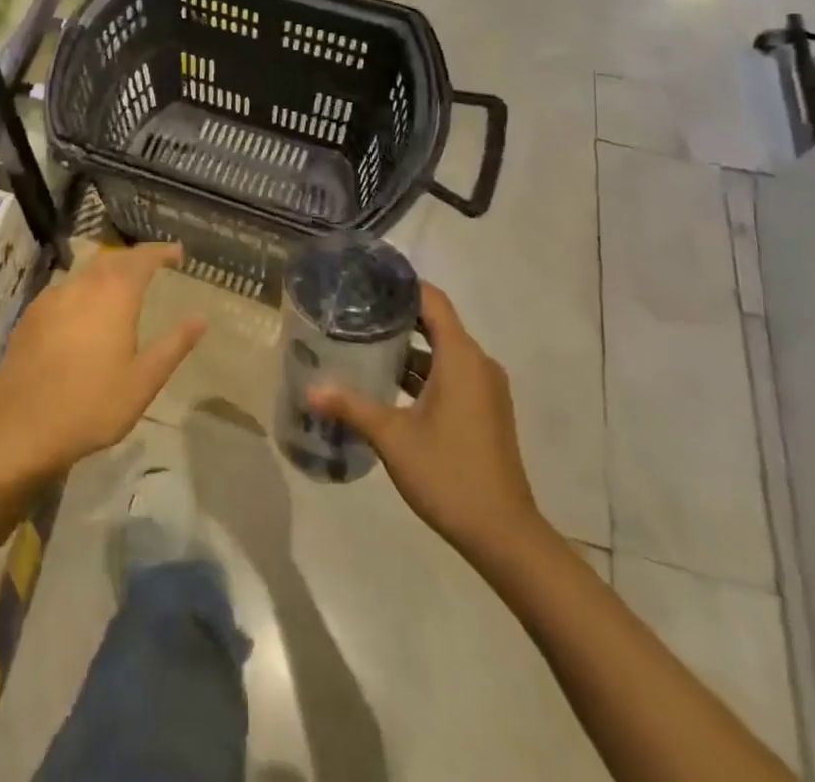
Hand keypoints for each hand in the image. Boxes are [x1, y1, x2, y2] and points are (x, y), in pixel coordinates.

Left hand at [0, 244, 202, 493]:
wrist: (18, 429)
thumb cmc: (90, 405)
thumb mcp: (143, 382)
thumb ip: (173, 346)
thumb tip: (200, 318)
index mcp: (114, 295)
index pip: (142, 259)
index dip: (161, 252)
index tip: (178, 253)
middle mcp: (82, 286)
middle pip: (112, 259)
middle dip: (134, 258)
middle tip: (153, 266)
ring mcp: (52, 298)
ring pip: (86, 272)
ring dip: (108, 271)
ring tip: (122, 286)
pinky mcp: (31, 316)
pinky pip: (65, 289)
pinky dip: (84, 289)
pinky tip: (84, 310)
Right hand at [308, 282, 546, 560]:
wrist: (504, 535)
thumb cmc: (449, 474)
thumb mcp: (392, 437)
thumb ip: (351, 406)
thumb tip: (309, 388)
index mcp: (461, 357)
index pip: (432, 300)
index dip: (402, 285)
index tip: (368, 279)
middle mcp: (478, 364)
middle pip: (437, 323)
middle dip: (398, 315)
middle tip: (356, 311)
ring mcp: (485, 389)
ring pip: (443, 352)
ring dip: (409, 348)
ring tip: (364, 343)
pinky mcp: (485, 411)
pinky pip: (452, 374)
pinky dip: (424, 371)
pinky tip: (389, 383)